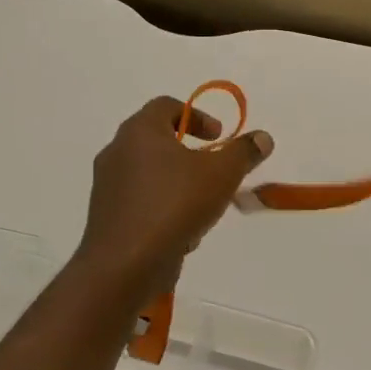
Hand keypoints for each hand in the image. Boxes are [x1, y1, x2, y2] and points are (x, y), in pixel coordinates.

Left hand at [77, 96, 273, 297]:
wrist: (126, 264)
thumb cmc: (175, 205)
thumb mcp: (222, 174)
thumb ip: (244, 152)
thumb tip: (263, 138)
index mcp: (140, 131)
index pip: (166, 105)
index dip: (197, 115)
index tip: (219, 137)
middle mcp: (117, 152)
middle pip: (158, 140)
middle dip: (191, 153)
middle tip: (214, 169)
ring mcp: (107, 185)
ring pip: (150, 174)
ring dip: (179, 183)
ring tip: (204, 206)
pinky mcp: (107, 216)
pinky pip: (141, 201)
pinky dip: (164, 207)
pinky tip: (183, 231)